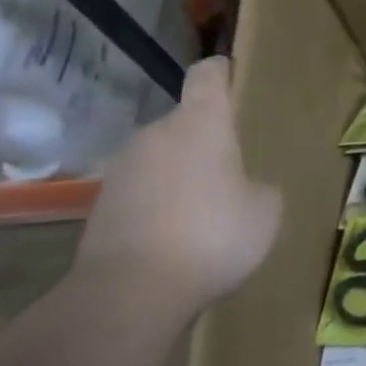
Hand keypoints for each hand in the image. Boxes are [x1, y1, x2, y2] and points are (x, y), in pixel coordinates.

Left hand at [74, 56, 281, 316]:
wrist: (128, 294)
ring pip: (161, 159)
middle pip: (184, 123)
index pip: (207, 75)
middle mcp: (156, 133)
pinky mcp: (99, 207)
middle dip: (205, 142)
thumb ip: (260, 187)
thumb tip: (247, 188)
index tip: (233, 76)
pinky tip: (173, 239)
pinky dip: (156, 206)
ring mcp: (122, 169)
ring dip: (179, 175)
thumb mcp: (265, 211)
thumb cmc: (211, 235)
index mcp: (201, 122)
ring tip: (201, 213)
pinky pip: (140, 193)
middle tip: (231, 171)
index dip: (222, 71)